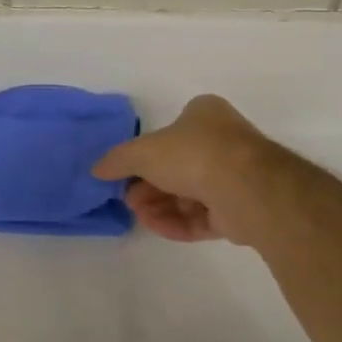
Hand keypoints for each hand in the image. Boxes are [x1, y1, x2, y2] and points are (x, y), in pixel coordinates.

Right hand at [92, 95, 302, 247]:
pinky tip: (156, 227)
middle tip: (129, 199)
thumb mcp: (143, 151)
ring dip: (160, 205)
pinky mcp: (240, 210)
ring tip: (140, 215)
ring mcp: (234, 177)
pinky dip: (178, 222)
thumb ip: (117, 160)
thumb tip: (96, 170)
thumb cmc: (193, 153)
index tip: (125, 174)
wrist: (245, 187)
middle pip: (176, 167)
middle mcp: (222, 141)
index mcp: (204, 115)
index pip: (169, 133)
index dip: (144, 155)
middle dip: (149, 186)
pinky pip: (203, 217)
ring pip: (188, 194)